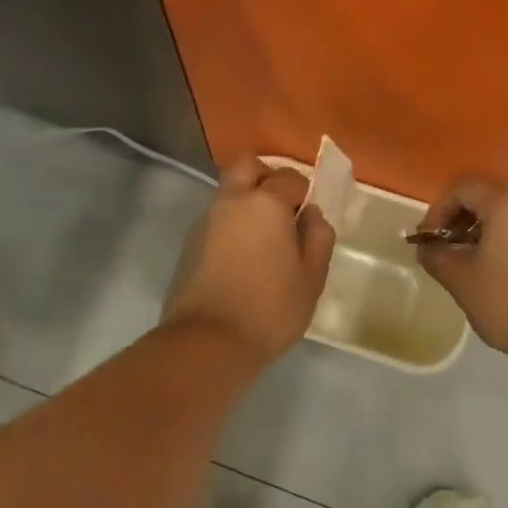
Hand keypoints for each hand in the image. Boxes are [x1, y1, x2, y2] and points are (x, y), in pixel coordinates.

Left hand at [163, 155, 336, 363]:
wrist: (208, 341)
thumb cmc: (269, 309)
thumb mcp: (311, 278)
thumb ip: (318, 239)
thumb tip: (312, 214)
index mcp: (265, 203)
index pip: (289, 177)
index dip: (303, 193)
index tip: (308, 219)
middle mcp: (232, 201)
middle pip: (247, 166)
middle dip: (266, 177)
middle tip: (282, 209)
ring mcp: (206, 220)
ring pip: (228, 191)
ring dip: (246, 201)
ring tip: (263, 239)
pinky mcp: (190, 242)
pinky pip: (215, 218)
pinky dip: (230, 224)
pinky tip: (241, 256)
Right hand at [416, 177, 507, 363]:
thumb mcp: (461, 280)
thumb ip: (436, 256)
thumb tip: (426, 247)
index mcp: (506, 203)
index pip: (462, 189)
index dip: (438, 211)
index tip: (428, 240)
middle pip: (485, 196)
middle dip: (459, 218)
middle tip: (445, 247)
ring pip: (507, 212)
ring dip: (481, 229)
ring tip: (468, 260)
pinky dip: (504, 238)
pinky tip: (496, 268)